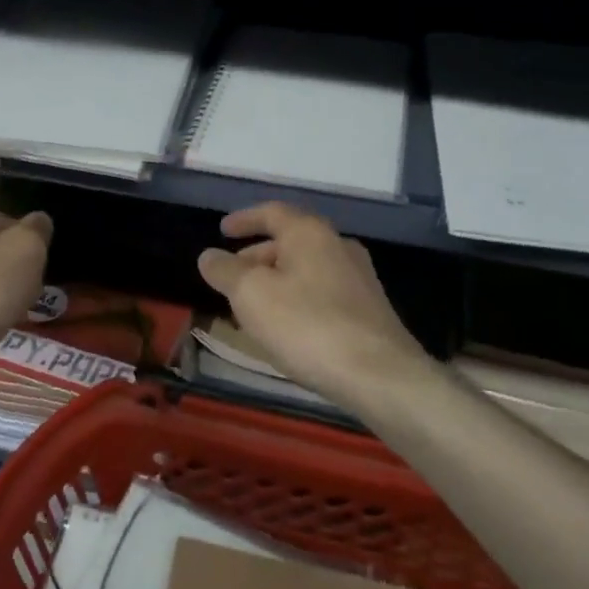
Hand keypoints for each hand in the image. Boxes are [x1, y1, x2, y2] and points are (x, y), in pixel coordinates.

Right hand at [197, 203, 429, 409]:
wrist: (379, 375)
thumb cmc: (307, 325)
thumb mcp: (251, 295)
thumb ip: (225, 271)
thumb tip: (209, 255)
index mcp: (310, 233)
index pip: (272, 212)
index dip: (243, 219)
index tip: (222, 230)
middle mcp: (338, 245)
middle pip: (290, 241)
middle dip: (257, 256)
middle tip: (232, 277)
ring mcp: (359, 278)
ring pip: (306, 269)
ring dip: (276, 281)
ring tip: (253, 308)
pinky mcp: (369, 310)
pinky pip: (322, 292)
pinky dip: (297, 299)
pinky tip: (287, 328)